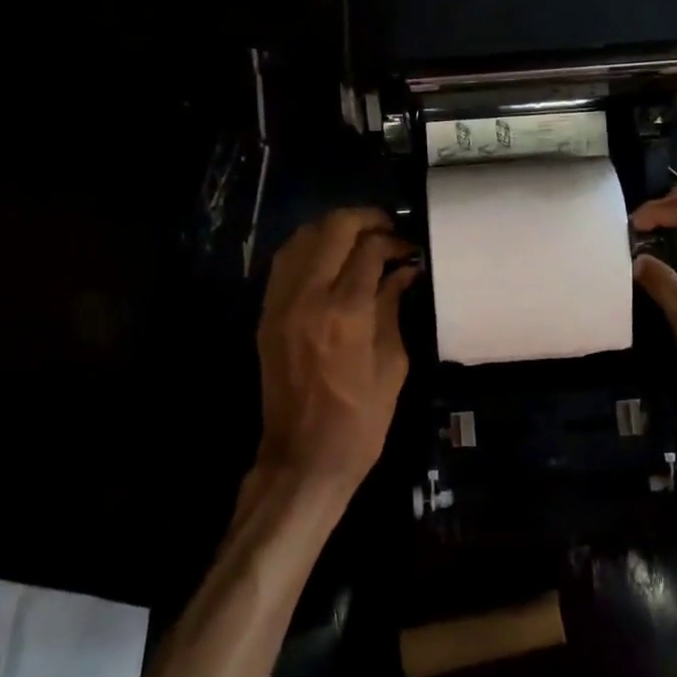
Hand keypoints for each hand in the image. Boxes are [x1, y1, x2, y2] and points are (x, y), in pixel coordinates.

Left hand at [256, 208, 419, 494]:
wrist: (303, 457)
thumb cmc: (360, 420)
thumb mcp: (392, 364)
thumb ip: (393, 307)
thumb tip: (404, 270)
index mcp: (345, 313)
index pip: (368, 250)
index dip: (393, 241)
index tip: (409, 248)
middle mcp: (308, 297)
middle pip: (332, 229)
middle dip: (364, 219)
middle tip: (387, 228)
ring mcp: (281, 303)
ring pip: (302, 238)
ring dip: (333, 228)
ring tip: (359, 237)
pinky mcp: (267, 313)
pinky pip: (285, 262)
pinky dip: (309, 247)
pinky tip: (330, 256)